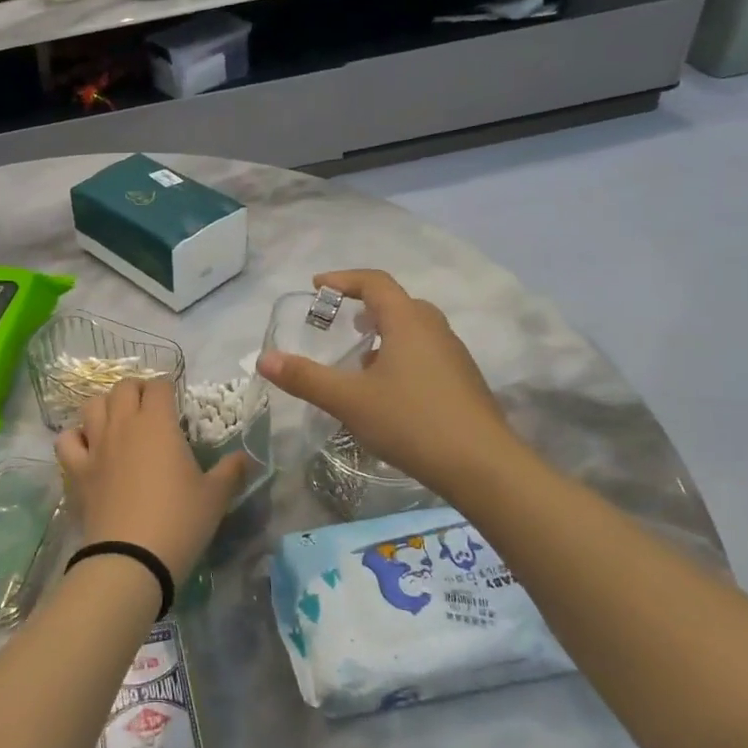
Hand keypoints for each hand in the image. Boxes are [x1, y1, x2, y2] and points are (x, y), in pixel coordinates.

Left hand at [55, 379, 248, 584]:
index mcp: (158, 423)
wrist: (131, 557)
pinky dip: (76, 436)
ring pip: (92, 405)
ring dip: (106, 406)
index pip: (159, 386)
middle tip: (150, 408)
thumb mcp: (215, 496)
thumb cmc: (179, 520)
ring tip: (118, 420)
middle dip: (137, 390)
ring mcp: (96, 445)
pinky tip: (87, 446)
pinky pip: (67, 440)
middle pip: (123, 387)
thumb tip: (246, 457)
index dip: (168, 388)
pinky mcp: (77, 469)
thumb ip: (232, 471)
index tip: (176, 402)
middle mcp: (123, 424)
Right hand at [257, 269, 532, 500]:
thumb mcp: (349, 400)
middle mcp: (434, 330)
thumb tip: (264, 359)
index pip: (375, 282)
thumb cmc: (412, 422)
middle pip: (398, 302)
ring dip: (385, 331)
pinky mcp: (463, 382)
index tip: (316, 286)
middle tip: (339, 318)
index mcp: (408, 322)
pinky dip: (401, 354)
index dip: (343, 279)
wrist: (484, 467)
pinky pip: (426, 352)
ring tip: (359, 356)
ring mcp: (454, 356)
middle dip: (365, 304)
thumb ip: (305, 378)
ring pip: (415, 329)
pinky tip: (388, 389)